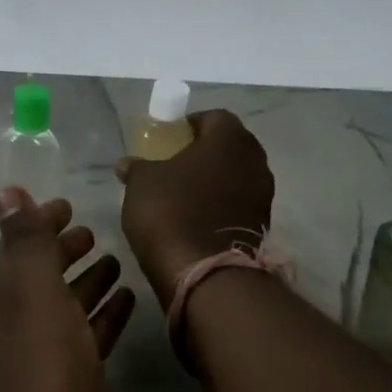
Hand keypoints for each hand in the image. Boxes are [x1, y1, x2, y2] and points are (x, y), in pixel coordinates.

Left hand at [0, 189, 135, 391]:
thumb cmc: (42, 374)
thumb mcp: (33, 296)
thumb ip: (24, 243)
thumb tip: (5, 190)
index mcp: (5, 295)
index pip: (18, 245)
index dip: (39, 222)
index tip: (68, 205)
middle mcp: (18, 321)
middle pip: (41, 275)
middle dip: (63, 250)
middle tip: (93, 232)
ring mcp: (42, 358)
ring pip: (64, 307)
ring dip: (86, 282)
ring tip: (116, 262)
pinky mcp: (68, 389)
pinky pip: (86, 340)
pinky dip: (102, 319)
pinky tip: (127, 306)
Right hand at [116, 109, 274, 308]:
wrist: (204, 274)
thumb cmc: (170, 211)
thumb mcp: (141, 183)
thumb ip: (137, 167)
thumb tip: (127, 164)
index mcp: (229, 139)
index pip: (214, 117)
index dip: (190, 124)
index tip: (169, 138)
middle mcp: (255, 161)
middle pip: (229, 146)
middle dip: (205, 152)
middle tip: (175, 163)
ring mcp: (263, 195)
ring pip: (236, 175)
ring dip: (214, 180)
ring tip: (182, 193)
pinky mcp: (262, 225)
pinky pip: (238, 203)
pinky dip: (220, 205)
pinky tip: (194, 217)